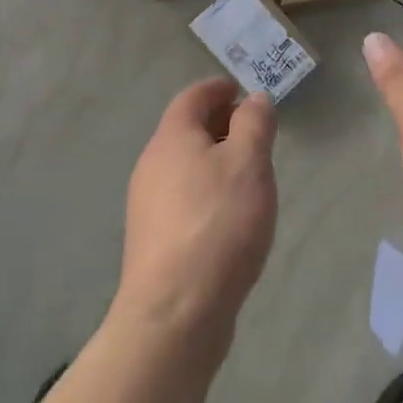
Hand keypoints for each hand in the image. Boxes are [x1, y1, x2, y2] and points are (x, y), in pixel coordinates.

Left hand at [115, 78, 277, 341]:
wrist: (174, 314)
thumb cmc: (217, 224)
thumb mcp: (249, 163)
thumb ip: (254, 123)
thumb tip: (254, 99)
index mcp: (172, 138)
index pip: (193, 97)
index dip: (218, 89)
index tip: (241, 90)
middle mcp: (152, 165)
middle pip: (185, 130)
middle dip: (219, 124)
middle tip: (253, 132)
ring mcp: (147, 205)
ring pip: (184, 166)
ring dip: (213, 160)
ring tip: (248, 174)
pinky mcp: (153, 241)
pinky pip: (182, 198)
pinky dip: (206, 191)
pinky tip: (228, 216)